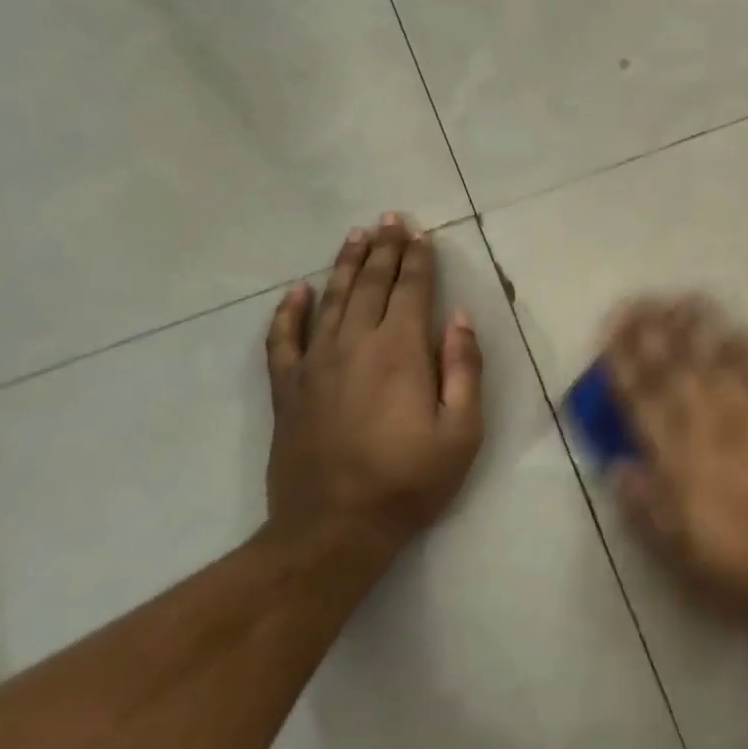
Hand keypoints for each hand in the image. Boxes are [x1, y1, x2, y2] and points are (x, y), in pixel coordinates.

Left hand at [263, 216, 484, 557]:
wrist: (334, 528)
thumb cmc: (410, 480)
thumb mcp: (462, 430)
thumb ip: (463, 368)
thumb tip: (459, 318)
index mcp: (400, 351)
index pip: (412, 290)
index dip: (419, 259)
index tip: (422, 233)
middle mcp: (355, 344)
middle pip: (370, 284)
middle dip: (383, 249)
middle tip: (389, 220)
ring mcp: (315, 364)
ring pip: (330, 300)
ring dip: (344, 265)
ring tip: (355, 236)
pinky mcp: (287, 389)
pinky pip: (283, 339)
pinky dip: (288, 312)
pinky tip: (296, 291)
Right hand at [605, 297, 747, 638]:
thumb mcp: (689, 561)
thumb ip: (649, 509)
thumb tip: (618, 466)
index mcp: (682, 461)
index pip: (643, 401)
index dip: (623, 364)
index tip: (609, 332)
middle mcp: (714, 425)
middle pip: (676, 369)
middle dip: (652, 331)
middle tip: (636, 300)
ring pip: (719, 358)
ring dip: (697, 326)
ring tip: (680, 298)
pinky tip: (740, 329)